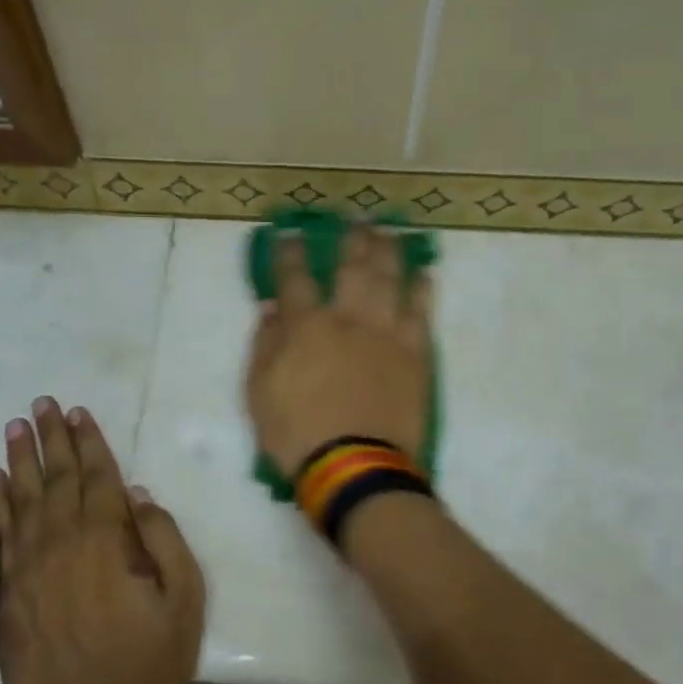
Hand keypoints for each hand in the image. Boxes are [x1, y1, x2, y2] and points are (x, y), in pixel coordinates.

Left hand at [0, 399, 204, 683]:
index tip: (77, 411)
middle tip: (41, 404)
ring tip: (14, 428)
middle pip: (56, 479)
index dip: (88, 441)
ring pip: (22, 500)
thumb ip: (163, 538)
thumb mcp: (183, 597)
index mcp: (107, 540)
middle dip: (50, 438)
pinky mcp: (9, 594)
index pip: (96, 477)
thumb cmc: (150, 660)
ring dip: (19, 461)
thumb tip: (137, 494)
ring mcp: (30, 568)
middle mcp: (63, 543)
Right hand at [245, 225, 432, 476]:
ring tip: (388, 231)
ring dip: (388, 251)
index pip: (295, 277)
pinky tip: (422, 274)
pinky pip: (421, 311)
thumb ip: (265, 346)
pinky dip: (422, 289)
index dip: (290, 252)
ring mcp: (387, 333)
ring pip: (390, 279)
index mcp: (306, 326)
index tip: (289, 232)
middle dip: (351, 238)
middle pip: (352, 266)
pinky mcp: (415, 353)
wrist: (355, 466)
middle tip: (357, 217)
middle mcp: (349, 318)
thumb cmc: (298, 434)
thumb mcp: (259, 393)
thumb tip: (272, 310)